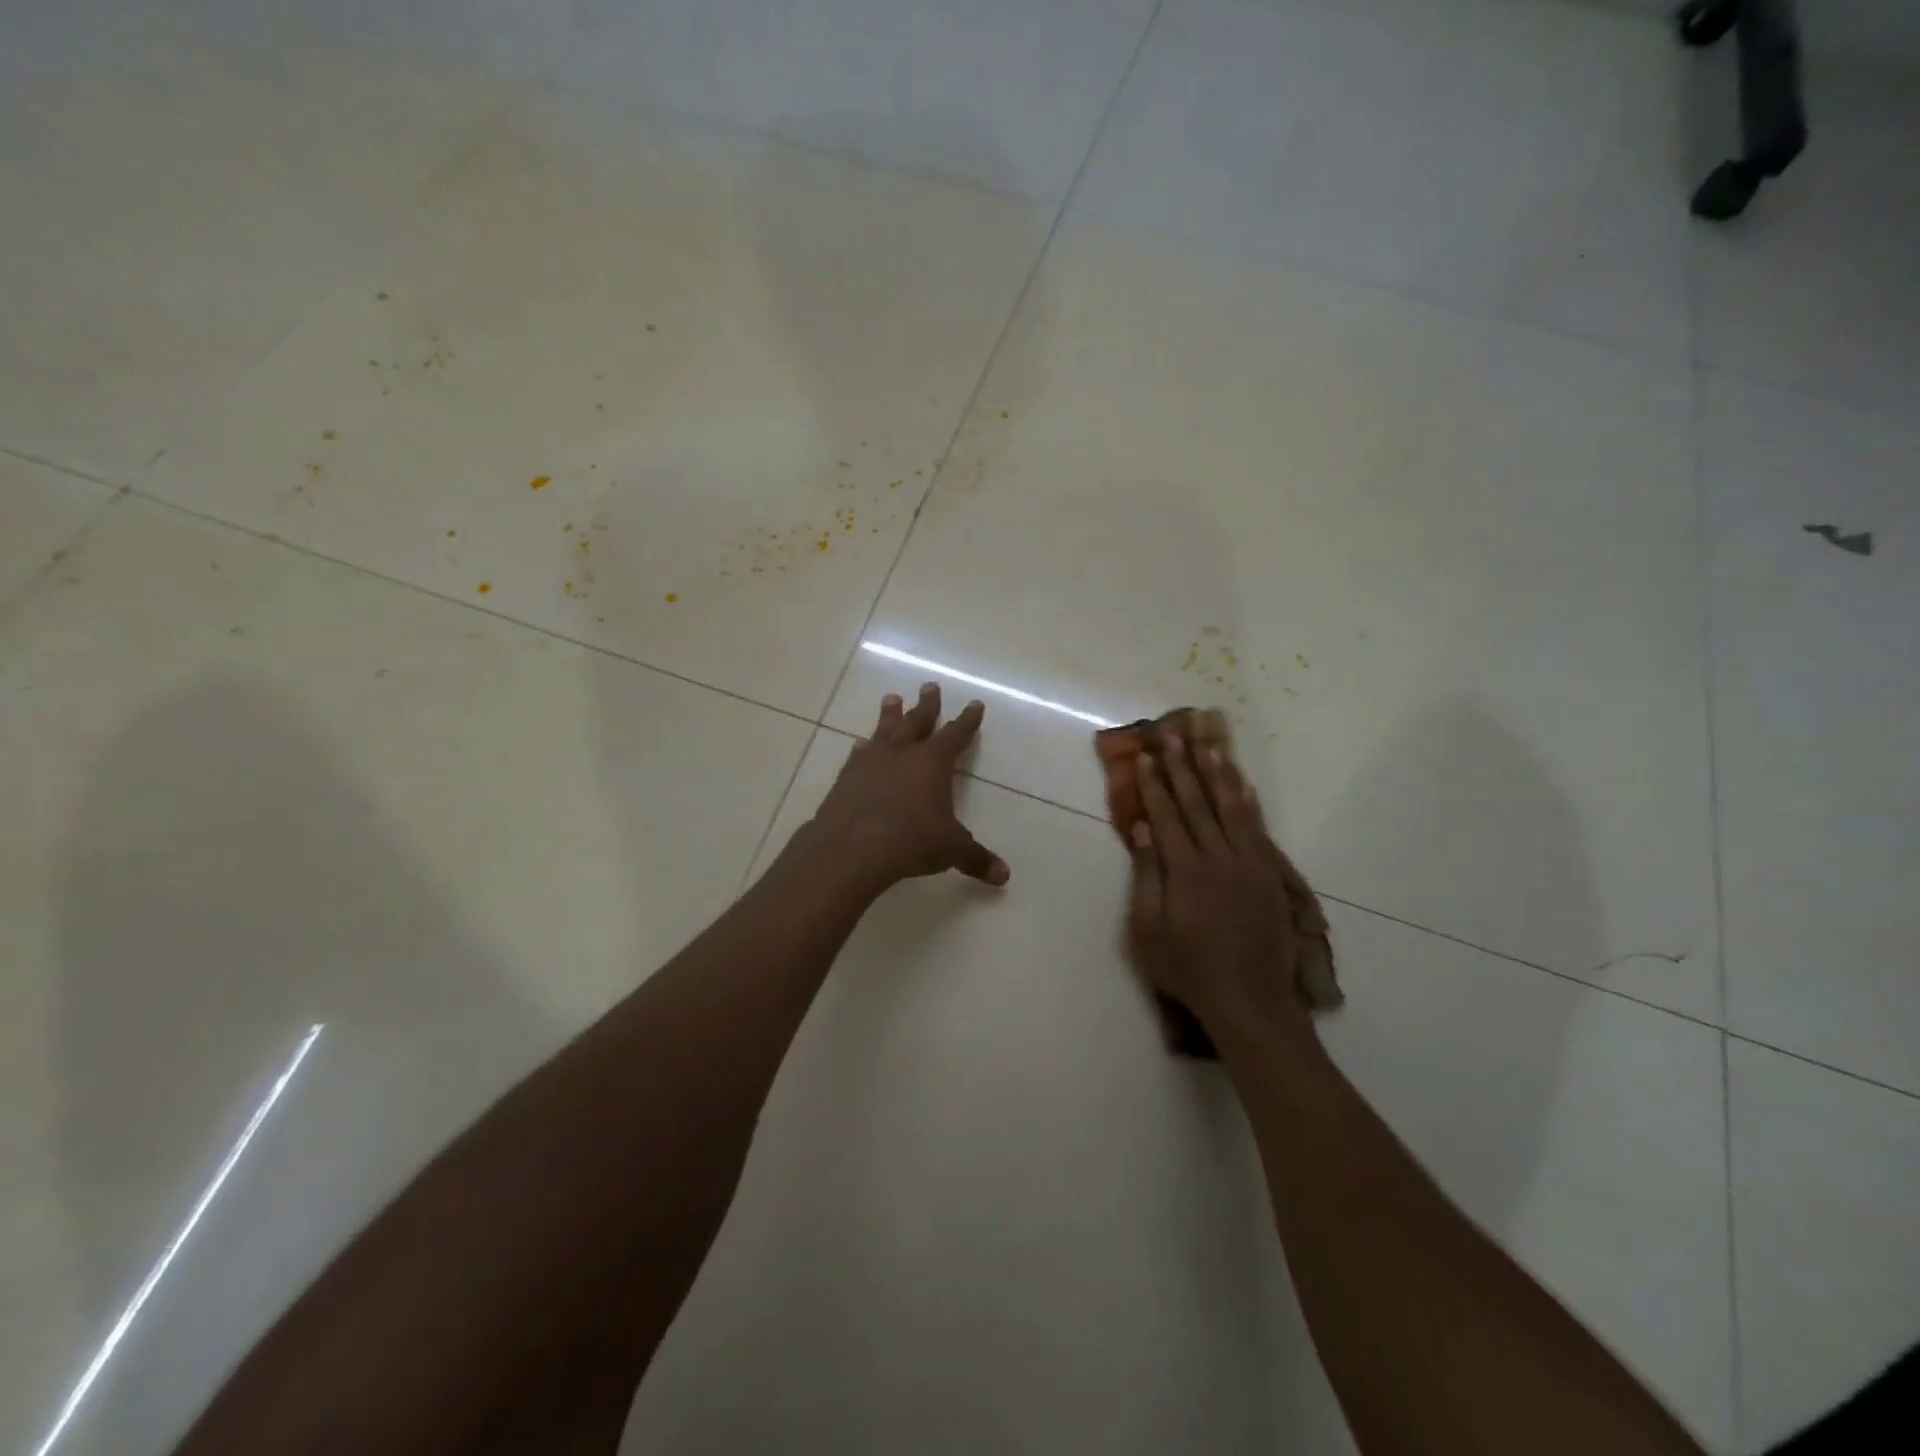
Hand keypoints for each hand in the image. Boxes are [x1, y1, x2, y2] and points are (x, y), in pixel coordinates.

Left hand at [807, 684, 1009, 893]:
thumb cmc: (910, 841)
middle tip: (929, 686)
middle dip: (927, 705)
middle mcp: (902, 754)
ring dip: (890, 715)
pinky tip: (860, 744)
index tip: (974, 704)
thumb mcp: (950, 851)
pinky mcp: (846, 778)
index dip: (967, 720)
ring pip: (884, 730)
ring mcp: (871, 763)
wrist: (851, 848)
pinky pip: (858, 755)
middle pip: (918, 722)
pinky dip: (863, 748)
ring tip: (892, 698)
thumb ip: (976, 859)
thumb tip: (1004, 876)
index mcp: (933, 763)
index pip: (956, 735)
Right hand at [1128, 732, 1312, 1043]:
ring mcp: (1249, 863)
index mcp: (1184, 870)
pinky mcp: (1269, 875)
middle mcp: (1218, 857)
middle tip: (1173, 733)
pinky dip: (1249, 801)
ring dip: (1218, 771)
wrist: (1249, 1000)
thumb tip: (1142, 828)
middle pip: (1197, 802)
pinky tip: (1242, 782)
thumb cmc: (1187, 968)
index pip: (1166, 815)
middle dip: (1183, 765)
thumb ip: (1146, 875)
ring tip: (1209, 741)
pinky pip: (1259, 827)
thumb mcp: (1149, 929)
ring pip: (1231, 806)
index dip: (1154, 784)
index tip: (1144, 755)